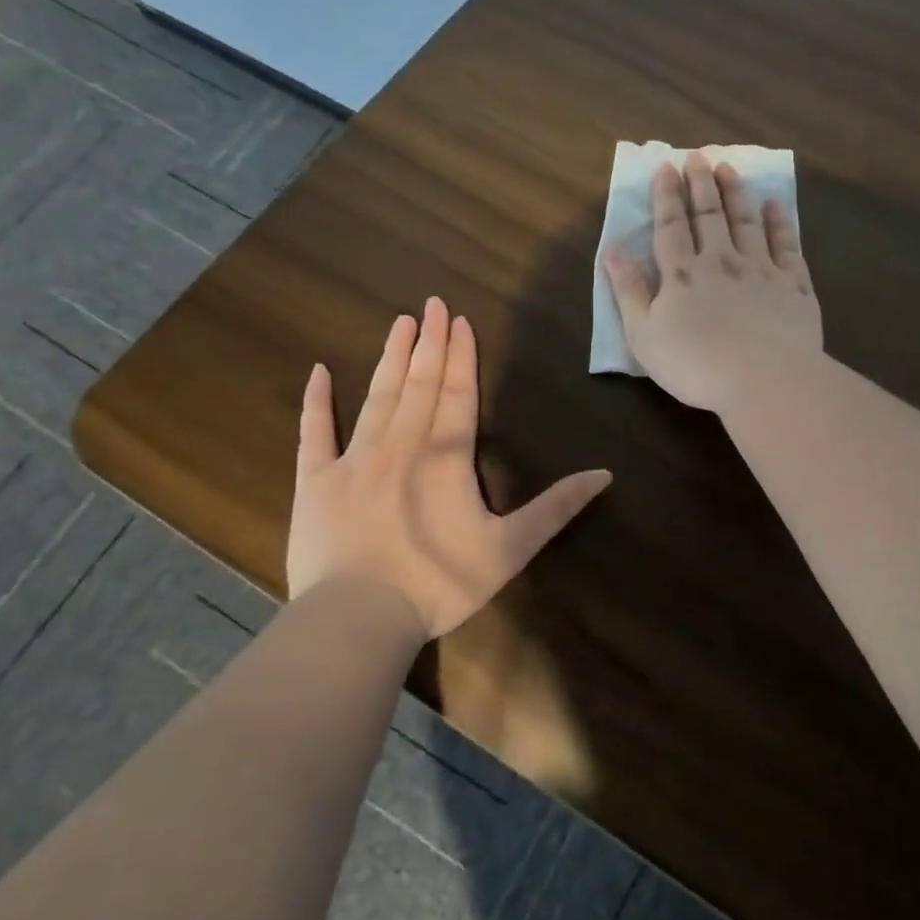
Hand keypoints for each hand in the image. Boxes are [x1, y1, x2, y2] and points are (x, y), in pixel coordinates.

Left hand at [287, 297, 611, 639]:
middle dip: (428, 342)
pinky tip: (318, 371)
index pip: (457, 393)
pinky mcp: (315, 480)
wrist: (359, 616)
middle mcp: (401, 444)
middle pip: (419, 383)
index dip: (460, 356)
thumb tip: (605, 474)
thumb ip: (556, 508)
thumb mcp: (510, 549)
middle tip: (431, 304)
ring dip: (390, 358)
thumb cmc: (439, 582)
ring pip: (376, 396)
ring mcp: (354, 458)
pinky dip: (316, 401)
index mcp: (446, 456)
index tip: (459, 320)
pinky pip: (314, 432)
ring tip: (399, 323)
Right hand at [602, 151, 822, 413]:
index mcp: (682, 274)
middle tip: (697, 156)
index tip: (666, 166)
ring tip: (728, 168)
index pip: (671, 225)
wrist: (765, 380)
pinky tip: (774, 205)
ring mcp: (761, 269)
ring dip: (735, 193)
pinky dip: (779, 222)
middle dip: (701, 184)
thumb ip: (627, 290)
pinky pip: (785, 244)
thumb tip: (611, 249)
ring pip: (746, 221)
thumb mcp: (644, 335)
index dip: (667, 195)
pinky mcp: (793, 285)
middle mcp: (721, 261)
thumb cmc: (695, 365)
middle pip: (709, 215)